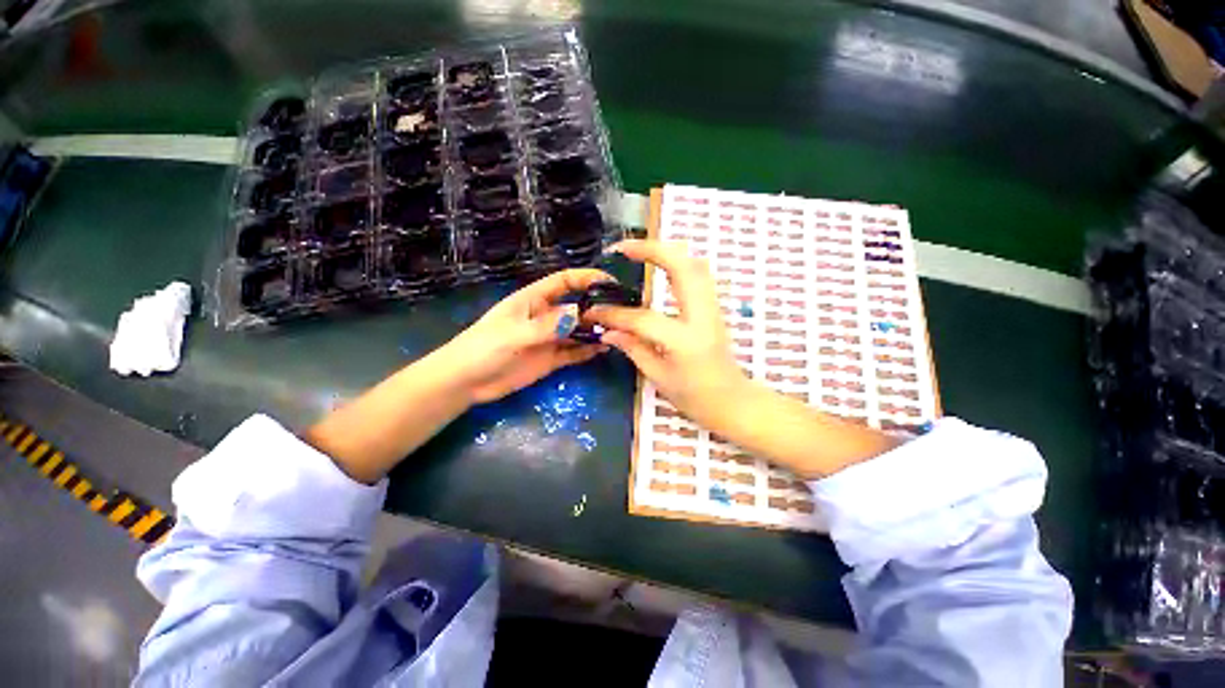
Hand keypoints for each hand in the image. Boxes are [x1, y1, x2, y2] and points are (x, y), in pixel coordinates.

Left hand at [441, 268, 613, 403]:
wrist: (466, 382)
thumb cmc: (483, 348)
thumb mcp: (515, 334)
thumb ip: (548, 326)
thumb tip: (581, 314)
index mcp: (534, 300)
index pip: (564, 281)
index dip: (587, 278)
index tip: (610, 283)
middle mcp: (546, 316)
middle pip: (577, 307)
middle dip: (598, 308)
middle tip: (621, 315)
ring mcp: (550, 338)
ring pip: (579, 330)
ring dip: (596, 331)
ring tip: (618, 333)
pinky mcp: (551, 359)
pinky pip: (575, 352)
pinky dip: (589, 350)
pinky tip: (604, 349)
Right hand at [585, 240, 748, 428]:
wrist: (733, 402)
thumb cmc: (696, 398)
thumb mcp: (658, 377)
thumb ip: (633, 348)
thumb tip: (607, 331)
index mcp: (684, 340)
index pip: (643, 319)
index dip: (614, 314)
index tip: (593, 311)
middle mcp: (702, 317)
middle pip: (683, 267)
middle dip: (651, 250)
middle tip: (622, 249)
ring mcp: (712, 309)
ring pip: (694, 265)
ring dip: (667, 252)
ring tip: (639, 252)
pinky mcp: (713, 308)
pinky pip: (698, 276)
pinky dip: (678, 264)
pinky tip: (660, 267)